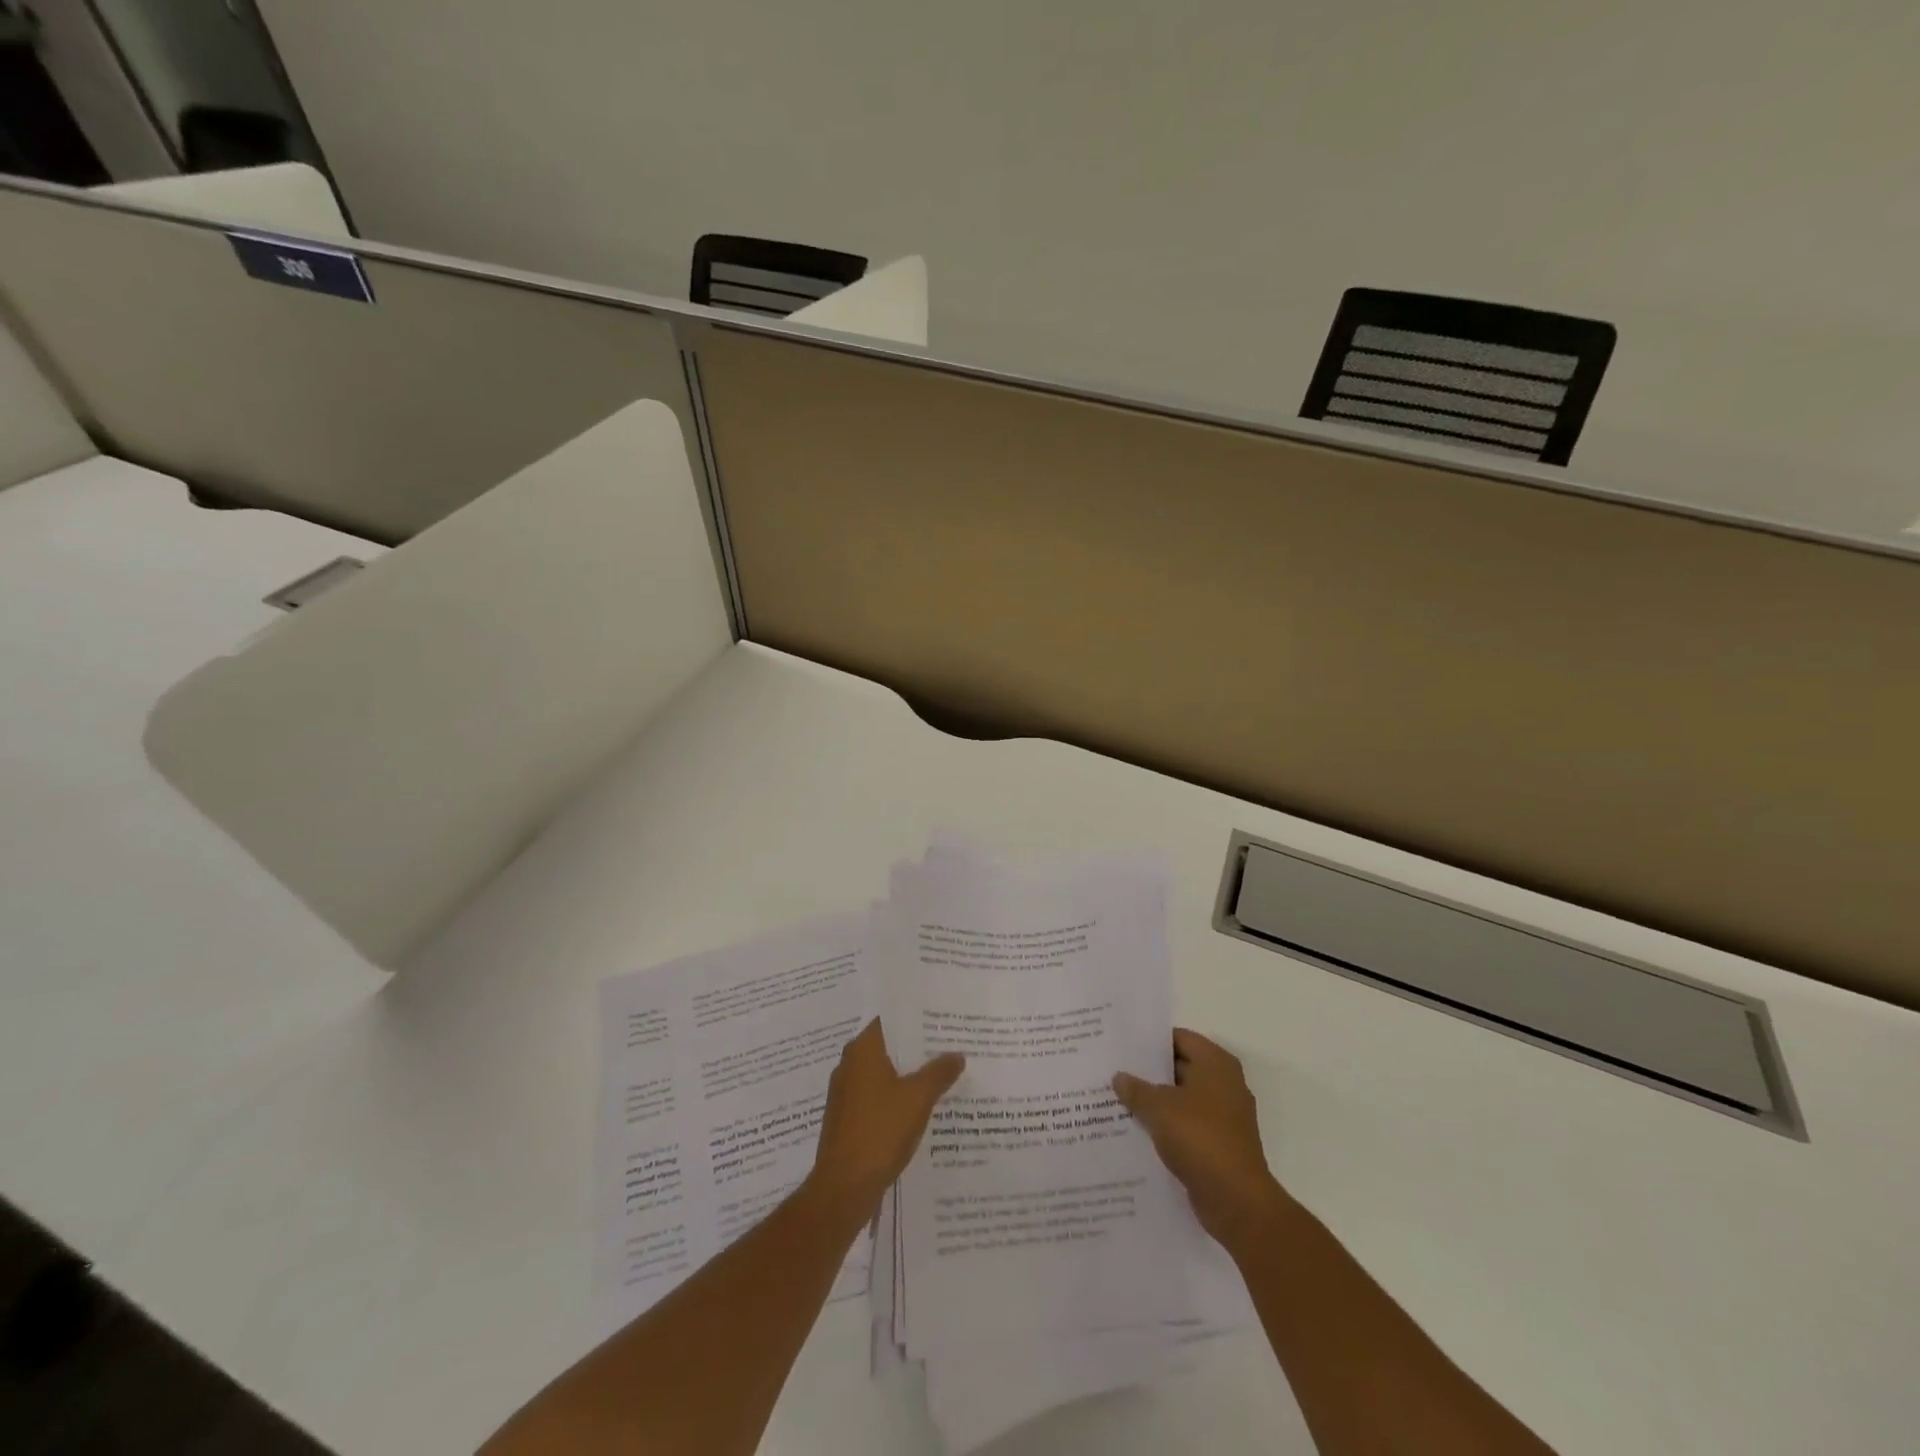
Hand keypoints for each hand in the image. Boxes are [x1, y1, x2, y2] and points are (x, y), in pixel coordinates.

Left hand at [807, 1019, 964, 1220]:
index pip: (890, 1020)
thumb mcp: (918, 1098)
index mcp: (862, 1050)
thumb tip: (957, 1054)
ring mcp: (845, 1093)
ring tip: (940, 1075)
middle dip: (916, 1048)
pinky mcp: (846, 1118)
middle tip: (948, 1046)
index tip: (940, 1019)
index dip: (915, 1019)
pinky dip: (895, 1097)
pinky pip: (876, 1096)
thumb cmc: (880, 1131)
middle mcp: (849, 1064)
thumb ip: (939, 1072)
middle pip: (887, 1046)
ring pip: (882, 1073)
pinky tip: (919, 1107)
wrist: (843, 1188)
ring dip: (907, 1074)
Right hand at [1113, 1028, 1287, 1250]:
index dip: (1150, 1041)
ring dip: (1155, 1101)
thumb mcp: (1159, 1108)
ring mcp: (1224, 1116)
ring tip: (1118, 1099)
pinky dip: (1166, 1125)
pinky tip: (1136, 1129)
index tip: (1122, 1044)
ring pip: (1181, 1098)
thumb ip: (1136, 1089)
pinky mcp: (1219, 1144)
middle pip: (1180, 1067)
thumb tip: (1119, 1077)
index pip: (1179, 1038)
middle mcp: (1224, 1084)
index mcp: (1216, 1064)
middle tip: (1114, 1070)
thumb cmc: (1200, 1138)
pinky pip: (1186, 1125)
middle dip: (1149, 1072)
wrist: (1236, 1201)